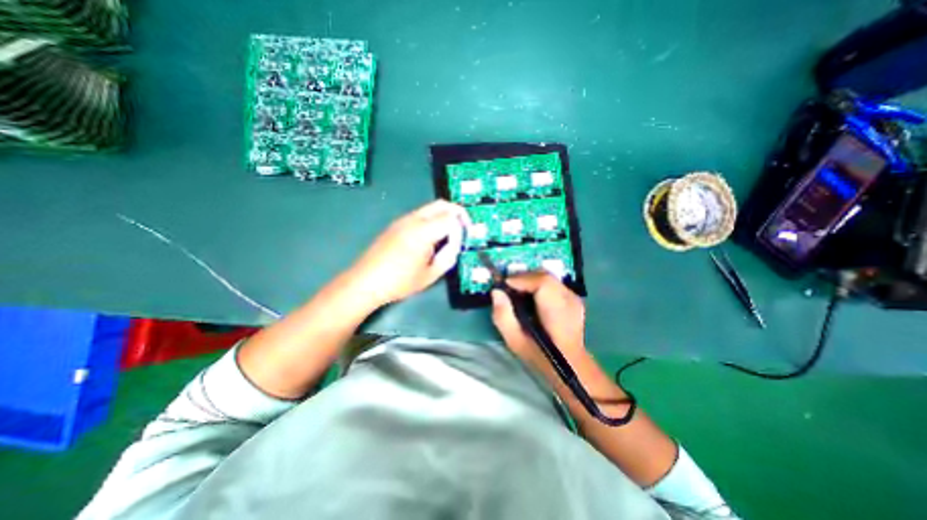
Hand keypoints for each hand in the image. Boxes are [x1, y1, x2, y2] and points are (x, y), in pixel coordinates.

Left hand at [351, 198, 472, 303]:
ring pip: (431, 207)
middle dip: (458, 214)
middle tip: (464, 230)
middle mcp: (414, 219)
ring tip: (450, 235)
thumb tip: (455, 245)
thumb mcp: (430, 275)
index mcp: (423, 232)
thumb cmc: (399, 282)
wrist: (366, 281)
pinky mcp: (397, 224)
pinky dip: (433, 219)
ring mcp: (403, 220)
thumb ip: (448, 256)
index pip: (451, 219)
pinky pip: (421, 214)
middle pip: (443, 204)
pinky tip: (432, 237)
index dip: (461, 231)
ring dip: (445, 215)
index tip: (462, 244)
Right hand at [492, 274, 585, 372]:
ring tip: (517, 291)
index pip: (542, 282)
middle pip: (544, 275)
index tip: (504, 285)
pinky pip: (552, 282)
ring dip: (530, 280)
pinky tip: (530, 296)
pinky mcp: (573, 297)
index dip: (521, 279)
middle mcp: (570, 300)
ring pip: (548, 276)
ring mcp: (574, 297)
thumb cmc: (540, 355)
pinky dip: (537, 284)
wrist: (569, 364)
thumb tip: (496, 292)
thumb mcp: (515, 341)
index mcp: (558, 312)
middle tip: (508, 287)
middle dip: (523, 277)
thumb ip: (503, 316)